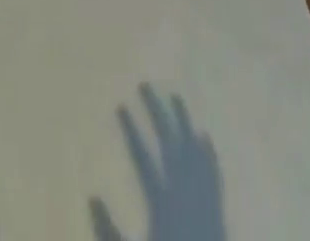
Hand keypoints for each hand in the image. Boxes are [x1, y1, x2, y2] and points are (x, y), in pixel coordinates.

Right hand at [89, 86, 224, 240]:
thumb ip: (109, 231)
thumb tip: (92, 195)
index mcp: (164, 208)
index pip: (143, 160)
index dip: (131, 131)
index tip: (120, 104)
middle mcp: (186, 199)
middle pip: (171, 145)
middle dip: (157, 113)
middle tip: (144, 85)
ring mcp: (204, 205)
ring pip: (195, 153)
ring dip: (184, 124)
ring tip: (175, 98)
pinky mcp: (217, 216)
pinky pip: (214, 177)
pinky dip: (208, 155)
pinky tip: (204, 138)